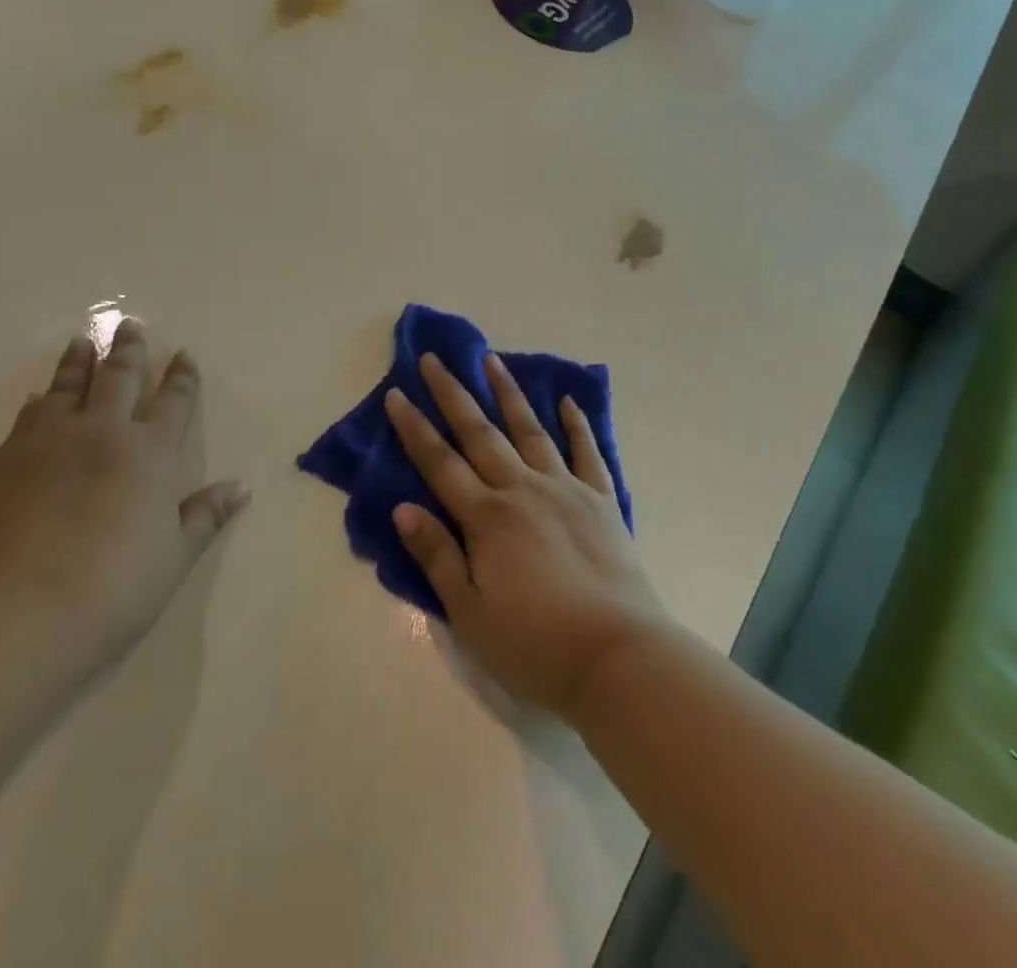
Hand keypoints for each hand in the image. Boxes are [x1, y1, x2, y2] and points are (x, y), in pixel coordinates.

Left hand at [0, 319, 247, 680]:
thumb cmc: (111, 588)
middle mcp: (105, 433)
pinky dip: (40, 400)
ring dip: (79, 361)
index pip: (173, 403)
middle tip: (129, 325)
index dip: (181, 377)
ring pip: (69, 385)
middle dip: (128, 350)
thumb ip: (204, 517)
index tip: (183, 354)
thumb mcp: (173, 557)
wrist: (16, 610)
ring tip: (82, 342)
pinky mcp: (10, 458)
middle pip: (120, 377)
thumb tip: (240, 488)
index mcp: (151, 454)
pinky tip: (38, 398)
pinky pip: (30, 415)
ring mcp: (52, 441)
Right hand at [385, 353, 665, 717]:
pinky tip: (567, 401)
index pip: (440, 463)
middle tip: (433, 359)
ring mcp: (565, 489)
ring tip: (491, 360)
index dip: (414, 428)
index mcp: (486, 518)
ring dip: (507, 393)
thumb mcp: (470, 614)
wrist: (619, 658)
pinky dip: (577, 424)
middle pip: (479, 433)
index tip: (397, 394)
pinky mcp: (600, 500)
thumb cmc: (536, 646)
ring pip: (529, 429)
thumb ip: (438, 556)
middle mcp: (522, 489)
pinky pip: (586, 452)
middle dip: (452, 394)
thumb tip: (403, 508)